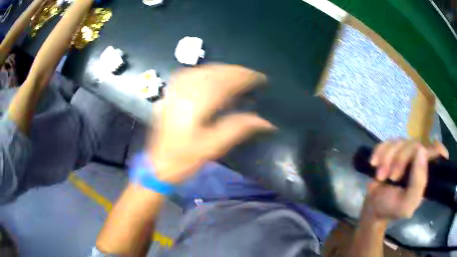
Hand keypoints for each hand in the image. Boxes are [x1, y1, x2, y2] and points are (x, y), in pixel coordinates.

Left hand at [147, 64, 274, 183]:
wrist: (157, 165)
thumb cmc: (184, 159)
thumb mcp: (213, 147)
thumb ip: (238, 129)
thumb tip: (265, 121)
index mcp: (195, 105)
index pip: (224, 82)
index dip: (244, 77)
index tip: (260, 78)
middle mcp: (183, 93)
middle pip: (213, 73)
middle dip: (235, 71)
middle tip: (252, 75)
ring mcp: (174, 92)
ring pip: (202, 70)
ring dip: (222, 69)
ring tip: (237, 74)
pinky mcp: (170, 94)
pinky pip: (190, 74)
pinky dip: (205, 71)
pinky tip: (212, 75)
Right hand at [362, 139, 447, 222]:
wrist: (372, 208)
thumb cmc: (390, 209)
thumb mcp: (406, 204)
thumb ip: (418, 182)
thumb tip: (421, 150)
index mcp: (425, 173)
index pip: (436, 152)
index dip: (435, 147)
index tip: (427, 153)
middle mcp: (417, 160)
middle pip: (414, 144)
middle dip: (399, 160)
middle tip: (390, 177)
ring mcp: (404, 154)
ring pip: (399, 141)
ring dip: (386, 158)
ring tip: (380, 176)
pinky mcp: (391, 151)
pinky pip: (386, 142)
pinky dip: (379, 151)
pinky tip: (373, 163)